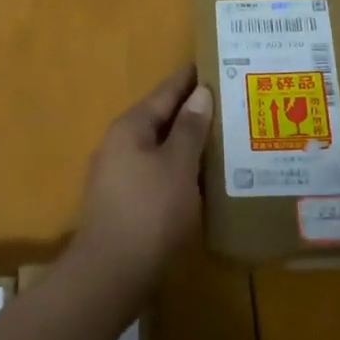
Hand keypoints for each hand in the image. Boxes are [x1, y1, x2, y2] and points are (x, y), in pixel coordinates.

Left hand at [69, 65, 214, 299]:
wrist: (111, 275)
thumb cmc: (150, 212)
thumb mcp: (177, 166)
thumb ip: (189, 129)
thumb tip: (200, 93)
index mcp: (130, 127)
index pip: (165, 92)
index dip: (189, 78)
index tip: (214, 64)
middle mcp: (119, 144)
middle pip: (160, 118)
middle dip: (191, 110)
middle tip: (228, 101)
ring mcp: (118, 175)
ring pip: (159, 148)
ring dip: (186, 142)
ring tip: (221, 136)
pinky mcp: (124, 202)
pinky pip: (156, 172)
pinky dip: (179, 168)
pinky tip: (200, 177)